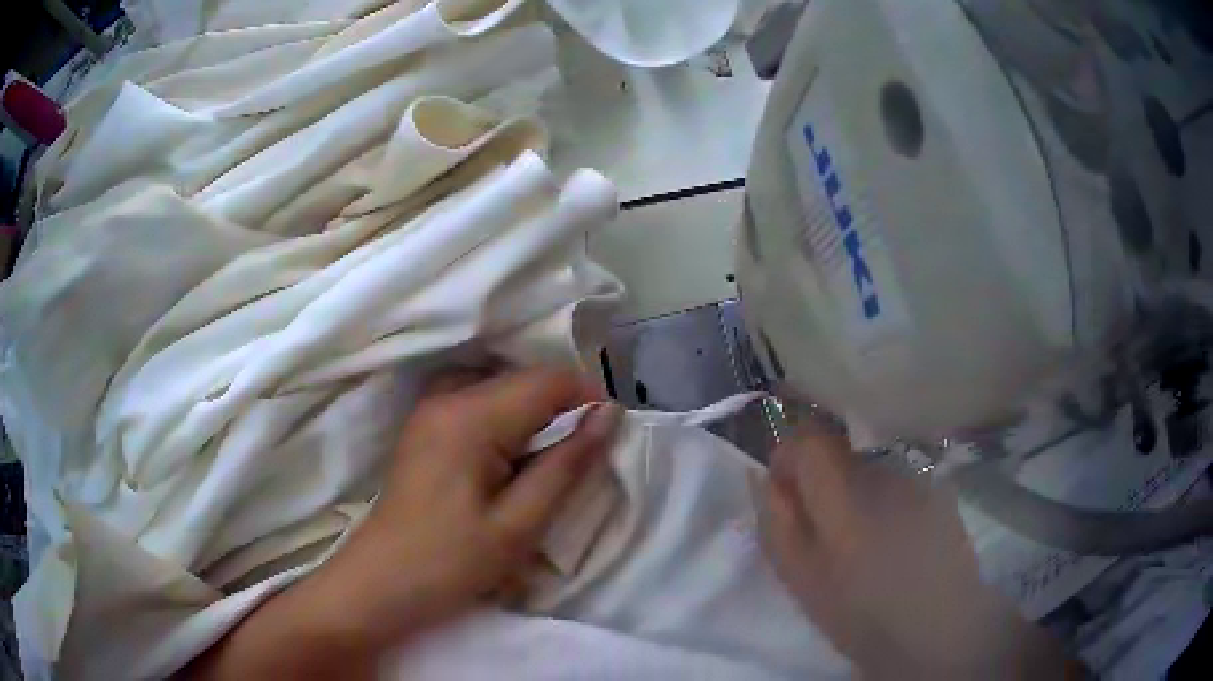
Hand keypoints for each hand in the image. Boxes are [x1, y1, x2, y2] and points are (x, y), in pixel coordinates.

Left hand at [189, 368, 621, 678]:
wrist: (379, 584)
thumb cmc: (449, 564)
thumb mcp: (518, 525)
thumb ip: (566, 465)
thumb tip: (608, 415)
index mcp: (470, 417)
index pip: (546, 381)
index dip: (587, 397)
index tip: (611, 430)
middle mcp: (446, 397)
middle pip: (522, 380)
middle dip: (562, 408)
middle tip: (582, 455)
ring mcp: (429, 410)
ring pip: (502, 390)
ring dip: (535, 416)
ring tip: (551, 461)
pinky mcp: (424, 427)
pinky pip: (478, 405)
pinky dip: (508, 423)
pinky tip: (512, 461)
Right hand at [763, 424, 1068, 679]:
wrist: (939, 628)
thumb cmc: (861, 615)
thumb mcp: (802, 581)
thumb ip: (777, 525)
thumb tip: (763, 478)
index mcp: (844, 500)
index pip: (808, 440)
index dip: (788, 455)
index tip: (784, 489)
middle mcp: (884, 476)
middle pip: (839, 451)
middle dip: (820, 479)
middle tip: (823, 529)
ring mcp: (916, 480)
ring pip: (869, 468)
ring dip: (856, 493)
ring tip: (864, 542)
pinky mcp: (938, 490)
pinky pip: (898, 483)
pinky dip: (886, 502)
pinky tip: (896, 541)